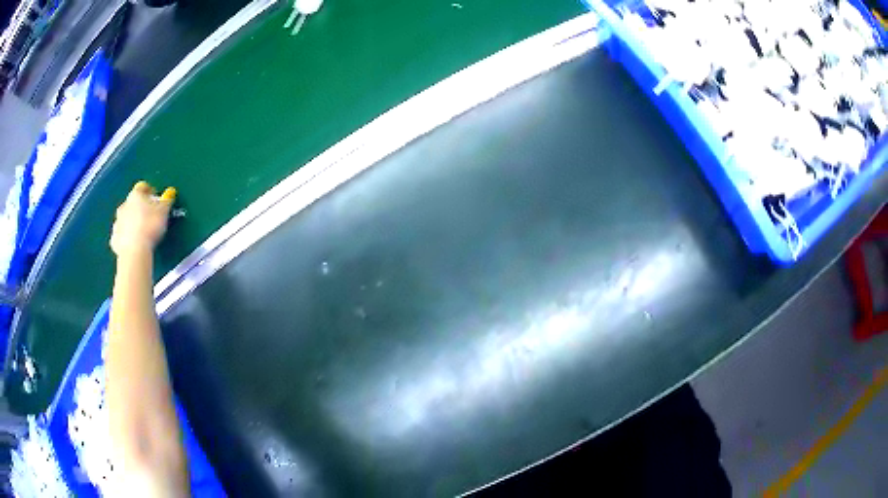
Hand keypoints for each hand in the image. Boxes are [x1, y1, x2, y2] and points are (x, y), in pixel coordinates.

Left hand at [111, 181, 175, 257]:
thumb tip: (169, 194)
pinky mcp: (115, 240)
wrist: (135, 251)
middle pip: (132, 203)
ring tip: (142, 232)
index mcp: (136, 195)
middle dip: (140, 208)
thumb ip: (166, 201)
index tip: (157, 199)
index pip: (142, 187)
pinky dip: (126, 238)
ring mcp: (117, 223)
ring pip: (125, 219)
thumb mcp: (164, 211)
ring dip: (132, 222)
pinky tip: (134, 244)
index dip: (150, 191)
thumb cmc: (150, 226)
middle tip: (150, 217)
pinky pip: (121, 236)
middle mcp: (124, 206)